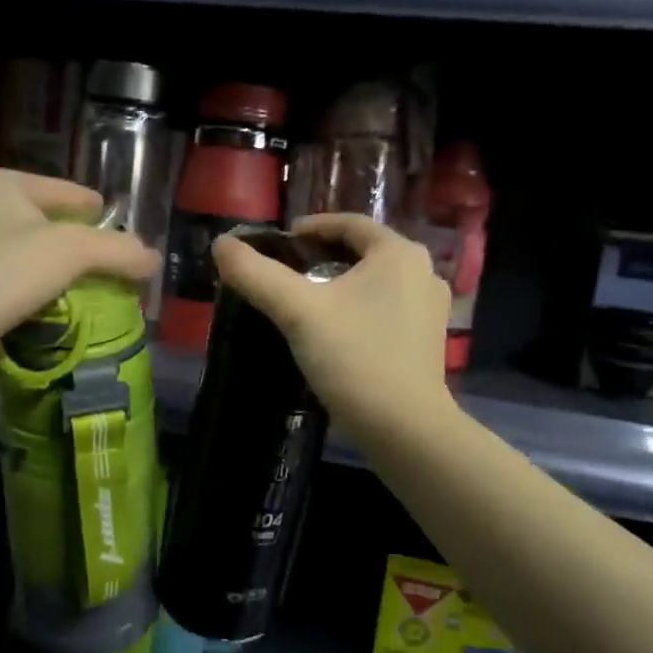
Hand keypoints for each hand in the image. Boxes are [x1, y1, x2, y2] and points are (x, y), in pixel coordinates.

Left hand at [0, 169, 158, 388]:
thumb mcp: (69, 251)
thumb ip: (117, 250)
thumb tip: (152, 259)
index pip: (65, 190)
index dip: (98, 212)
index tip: (124, 237)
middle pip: (44, 223)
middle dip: (76, 247)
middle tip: (110, 270)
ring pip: (24, 255)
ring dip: (53, 274)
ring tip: (87, 294)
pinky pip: (6, 284)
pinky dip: (29, 295)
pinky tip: (50, 312)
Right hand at [212, 213, 454, 443]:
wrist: (405, 428)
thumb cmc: (354, 358)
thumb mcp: (298, 312)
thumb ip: (257, 274)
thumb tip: (222, 244)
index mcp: (398, 253)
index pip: (349, 224)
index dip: (311, 227)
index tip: (280, 242)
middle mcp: (423, 272)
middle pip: (364, 251)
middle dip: (325, 255)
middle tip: (288, 269)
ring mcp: (431, 307)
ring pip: (376, 280)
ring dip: (342, 281)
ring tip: (307, 298)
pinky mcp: (428, 339)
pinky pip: (387, 307)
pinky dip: (359, 306)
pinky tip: (336, 328)